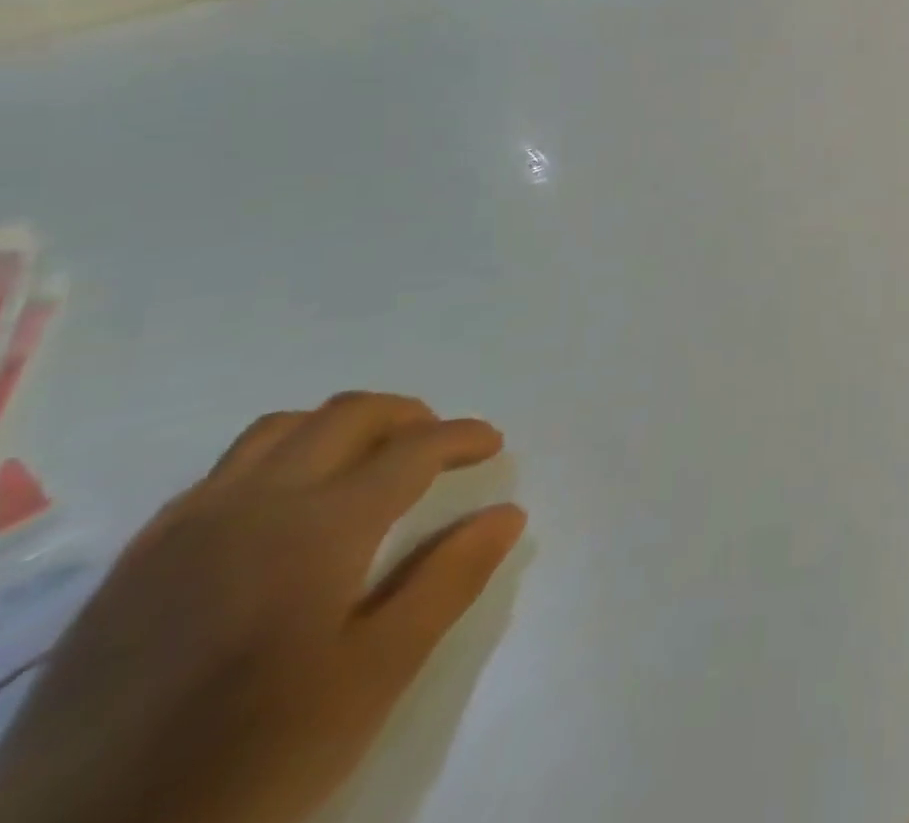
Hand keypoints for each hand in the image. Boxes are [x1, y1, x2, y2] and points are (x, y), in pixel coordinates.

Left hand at [0, 394, 525, 822]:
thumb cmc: (252, 758)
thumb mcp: (373, 678)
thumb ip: (447, 581)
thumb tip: (507, 513)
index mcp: (320, 526)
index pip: (412, 448)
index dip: (462, 436)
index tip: (493, 444)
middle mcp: (254, 503)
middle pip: (346, 415)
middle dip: (407, 416)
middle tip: (438, 444)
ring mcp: (184, 528)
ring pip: (278, 429)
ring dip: (338, 427)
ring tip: (367, 462)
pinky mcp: (136, 563)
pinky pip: (220, 473)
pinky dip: (276, 459)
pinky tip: (283, 508)